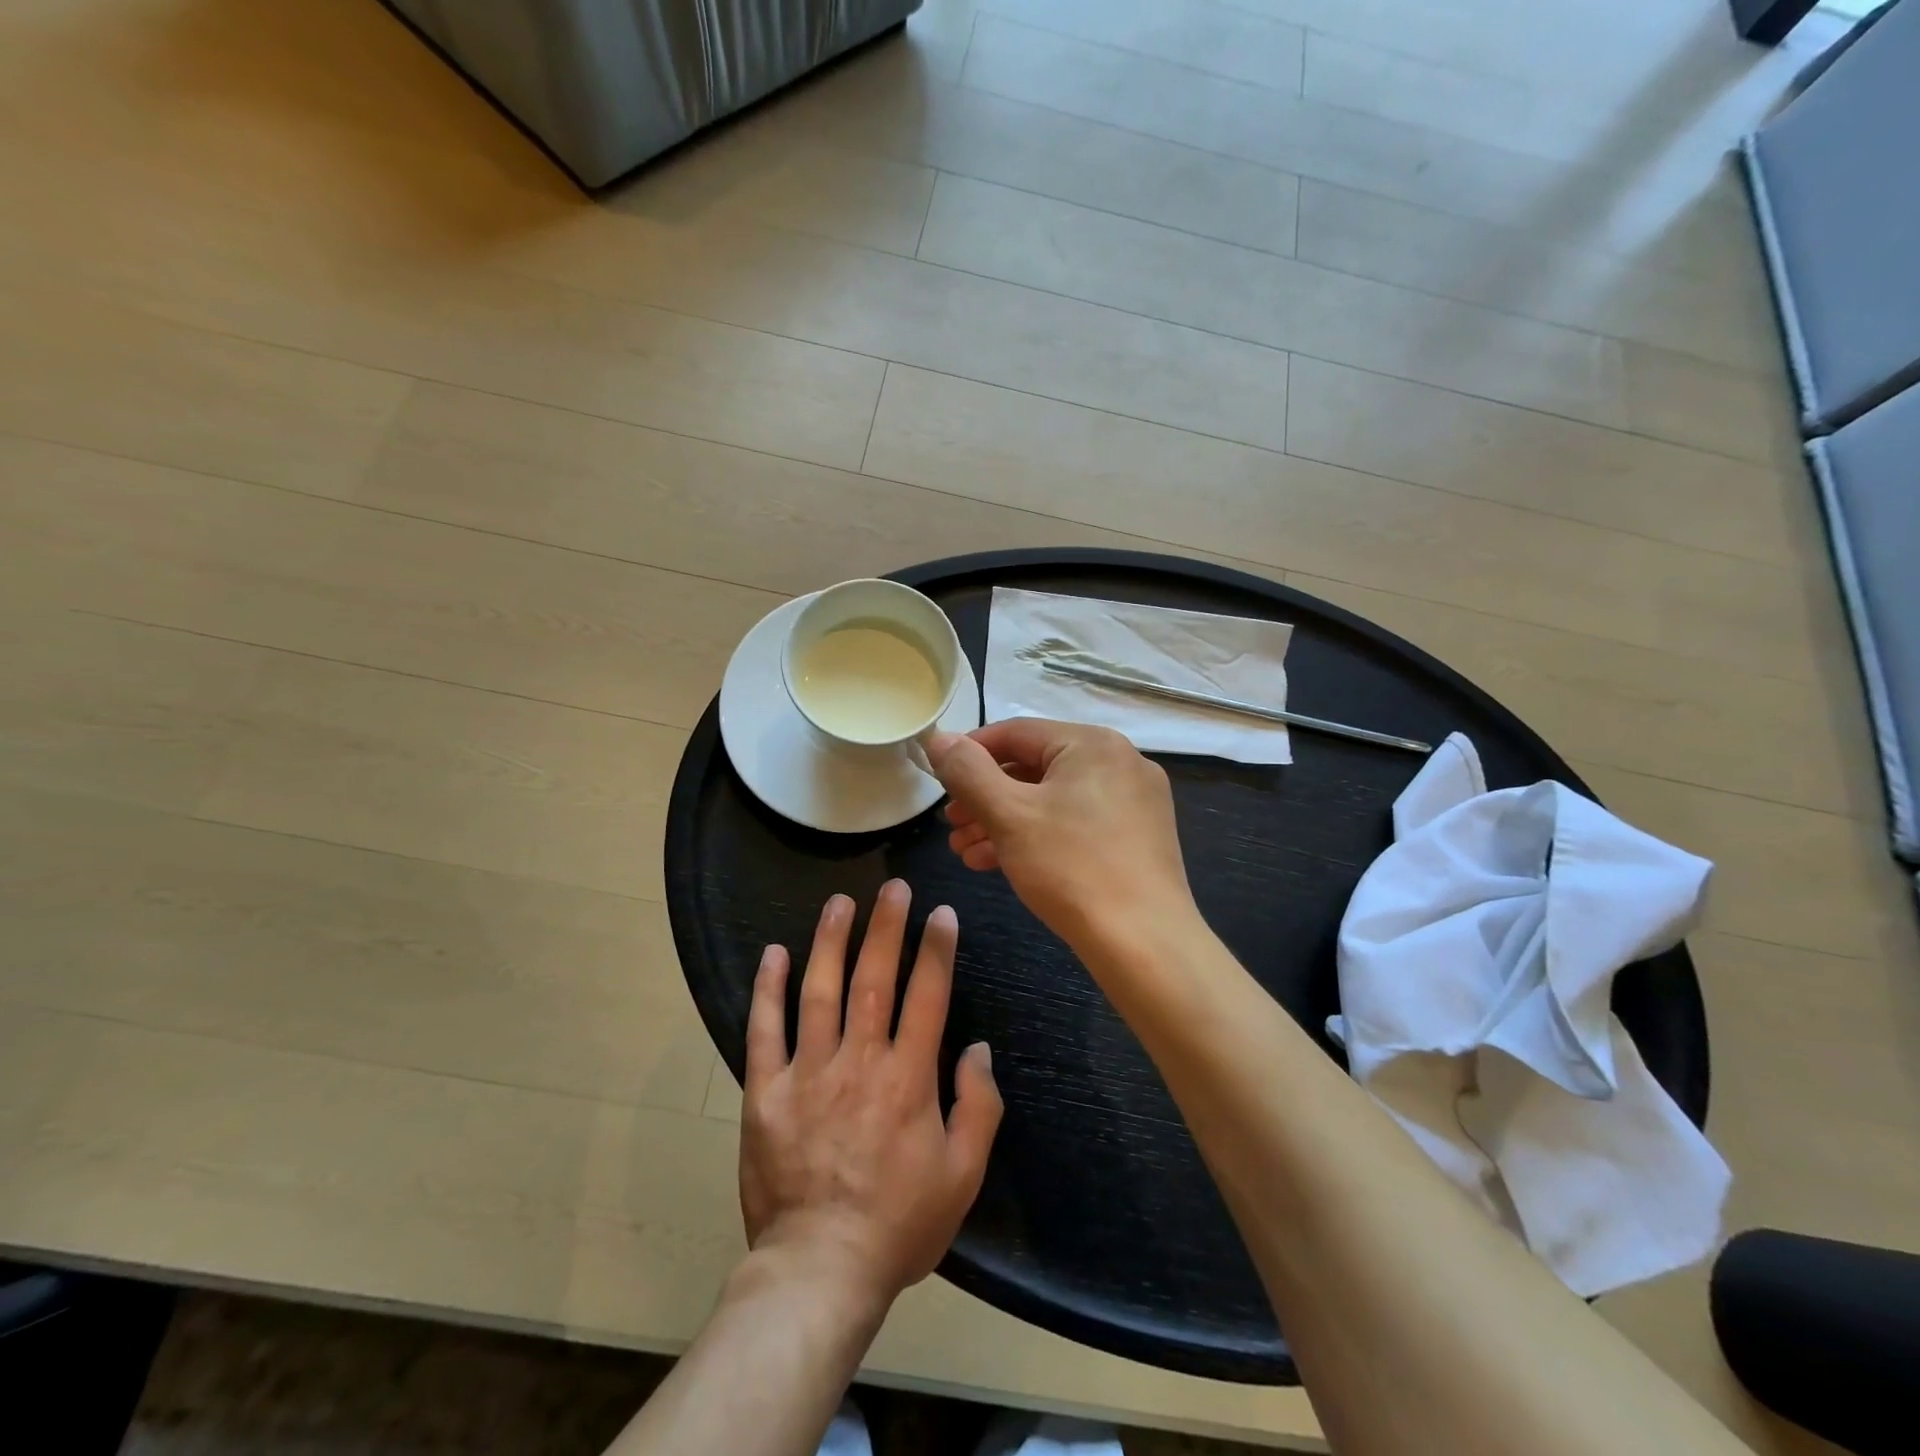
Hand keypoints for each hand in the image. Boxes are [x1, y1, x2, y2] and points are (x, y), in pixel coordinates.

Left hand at [739, 881, 1001, 1308]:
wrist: (819, 1270)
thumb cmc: (899, 1224)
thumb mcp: (963, 1176)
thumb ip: (979, 1107)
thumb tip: (978, 1049)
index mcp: (908, 1078)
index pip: (927, 996)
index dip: (936, 950)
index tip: (941, 913)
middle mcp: (859, 1061)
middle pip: (874, 979)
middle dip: (886, 927)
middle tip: (894, 888)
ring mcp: (808, 1073)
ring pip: (820, 991)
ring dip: (830, 941)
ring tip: (839, 902)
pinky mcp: (766, 1092)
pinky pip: (765, 1031)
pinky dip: (768, 990)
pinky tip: (774, 953)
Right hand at [928, 719, 1197, 955]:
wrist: (1143, 944)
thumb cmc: (1071, 868)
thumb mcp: (1009, 815)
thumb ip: (968, 772)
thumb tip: (939, 738)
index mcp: (1093, 744)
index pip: (1016, 733)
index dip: (970, 753)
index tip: (938, 780)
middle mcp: (1119, 763)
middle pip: (1034, 767)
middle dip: (984, 797)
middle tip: (951, 824)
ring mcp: (1132, 802)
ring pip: (1052, 800)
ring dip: (1003, 821)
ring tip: (964, 850)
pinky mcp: (1135, 838)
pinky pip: (1074, 823)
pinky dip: (1035, 837)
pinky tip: (998, 863)